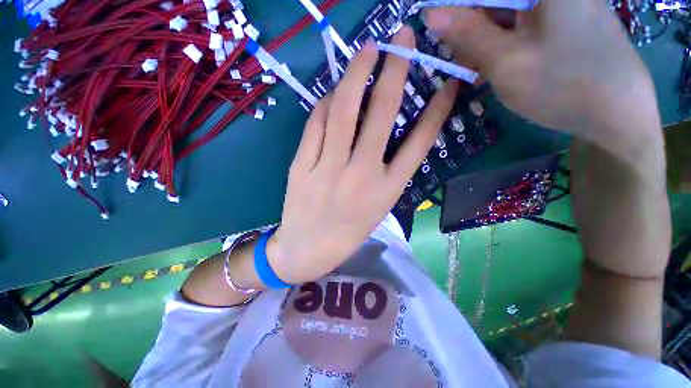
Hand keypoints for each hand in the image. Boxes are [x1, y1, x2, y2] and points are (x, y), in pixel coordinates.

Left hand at [266, 26, 458, 283]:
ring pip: (342, 111)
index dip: (436, 110)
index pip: (419, 143)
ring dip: (355, 74)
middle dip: (394, 70)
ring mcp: (328, 170)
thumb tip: (383, 126)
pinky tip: (331, 94)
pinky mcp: (300, 167)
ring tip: (366, 52)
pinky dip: (325, 103)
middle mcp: (361, 176)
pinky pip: (315, 125)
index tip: (446, 84)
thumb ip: (387, 170)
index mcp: (387, 191)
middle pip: (381, 114)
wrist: (308, 250)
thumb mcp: (377, 206)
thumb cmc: (347, 232)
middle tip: (400, 39)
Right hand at [424, 0, 659, 138]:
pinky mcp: (564, 16)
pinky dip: (503, 40)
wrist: (617, 113)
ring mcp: (560, 1)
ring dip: (485, 37)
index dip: (458, 7)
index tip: (440, 29)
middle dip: (472, 25)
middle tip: (465, 59)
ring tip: (481, 68)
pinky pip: (521, 21)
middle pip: (496, 0)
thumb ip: (467, 33)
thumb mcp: (506, 61)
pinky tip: (499, 63)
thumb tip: (430, 14)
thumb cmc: (563, 85)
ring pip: (506, 11)